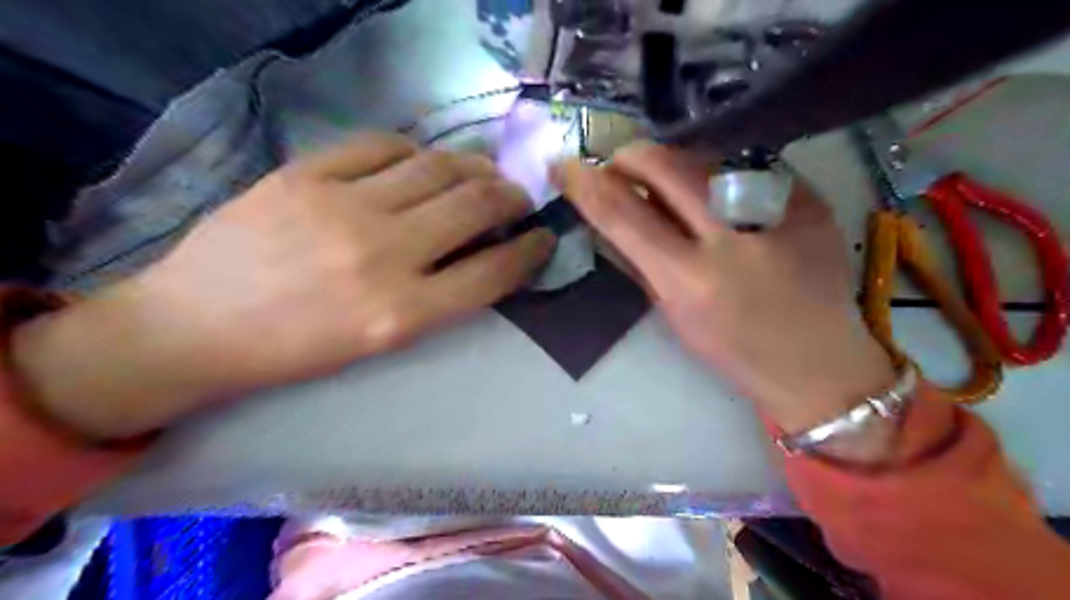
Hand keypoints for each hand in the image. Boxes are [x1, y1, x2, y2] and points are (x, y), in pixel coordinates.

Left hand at [11, 133, 551, 437]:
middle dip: (513, 198)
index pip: (494, 272)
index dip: (531, 251)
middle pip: (477, 206)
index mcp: (402, 313)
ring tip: (482, 174)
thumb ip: (440, 297)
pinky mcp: (305, 173)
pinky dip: (414, 151)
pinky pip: (382, 145)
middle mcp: (383, 255)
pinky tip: (420, 162)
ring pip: (438, 167)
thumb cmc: (298, 350)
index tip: (544, 239)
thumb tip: (485, 253)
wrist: (196, 328)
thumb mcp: (382, 342)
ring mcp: (343, 206)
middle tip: (519, 199)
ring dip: (474, 168)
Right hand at [557, 141, 894, 429]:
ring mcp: (778, 210)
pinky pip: (744, 167)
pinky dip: (718, 178)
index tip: (565, 167)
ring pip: (703, 157)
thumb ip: (638, 258)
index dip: (584, 183)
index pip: (622, 213)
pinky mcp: (807, 197)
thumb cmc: (734, 349)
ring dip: (673, 168)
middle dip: (629, 157)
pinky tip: (724, 203)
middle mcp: (733, 238)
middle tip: (619, 167)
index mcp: (692, 281)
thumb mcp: (674, 313)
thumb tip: (609, 210)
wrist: (820, 363)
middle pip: (665, 164)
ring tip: (674, 192)